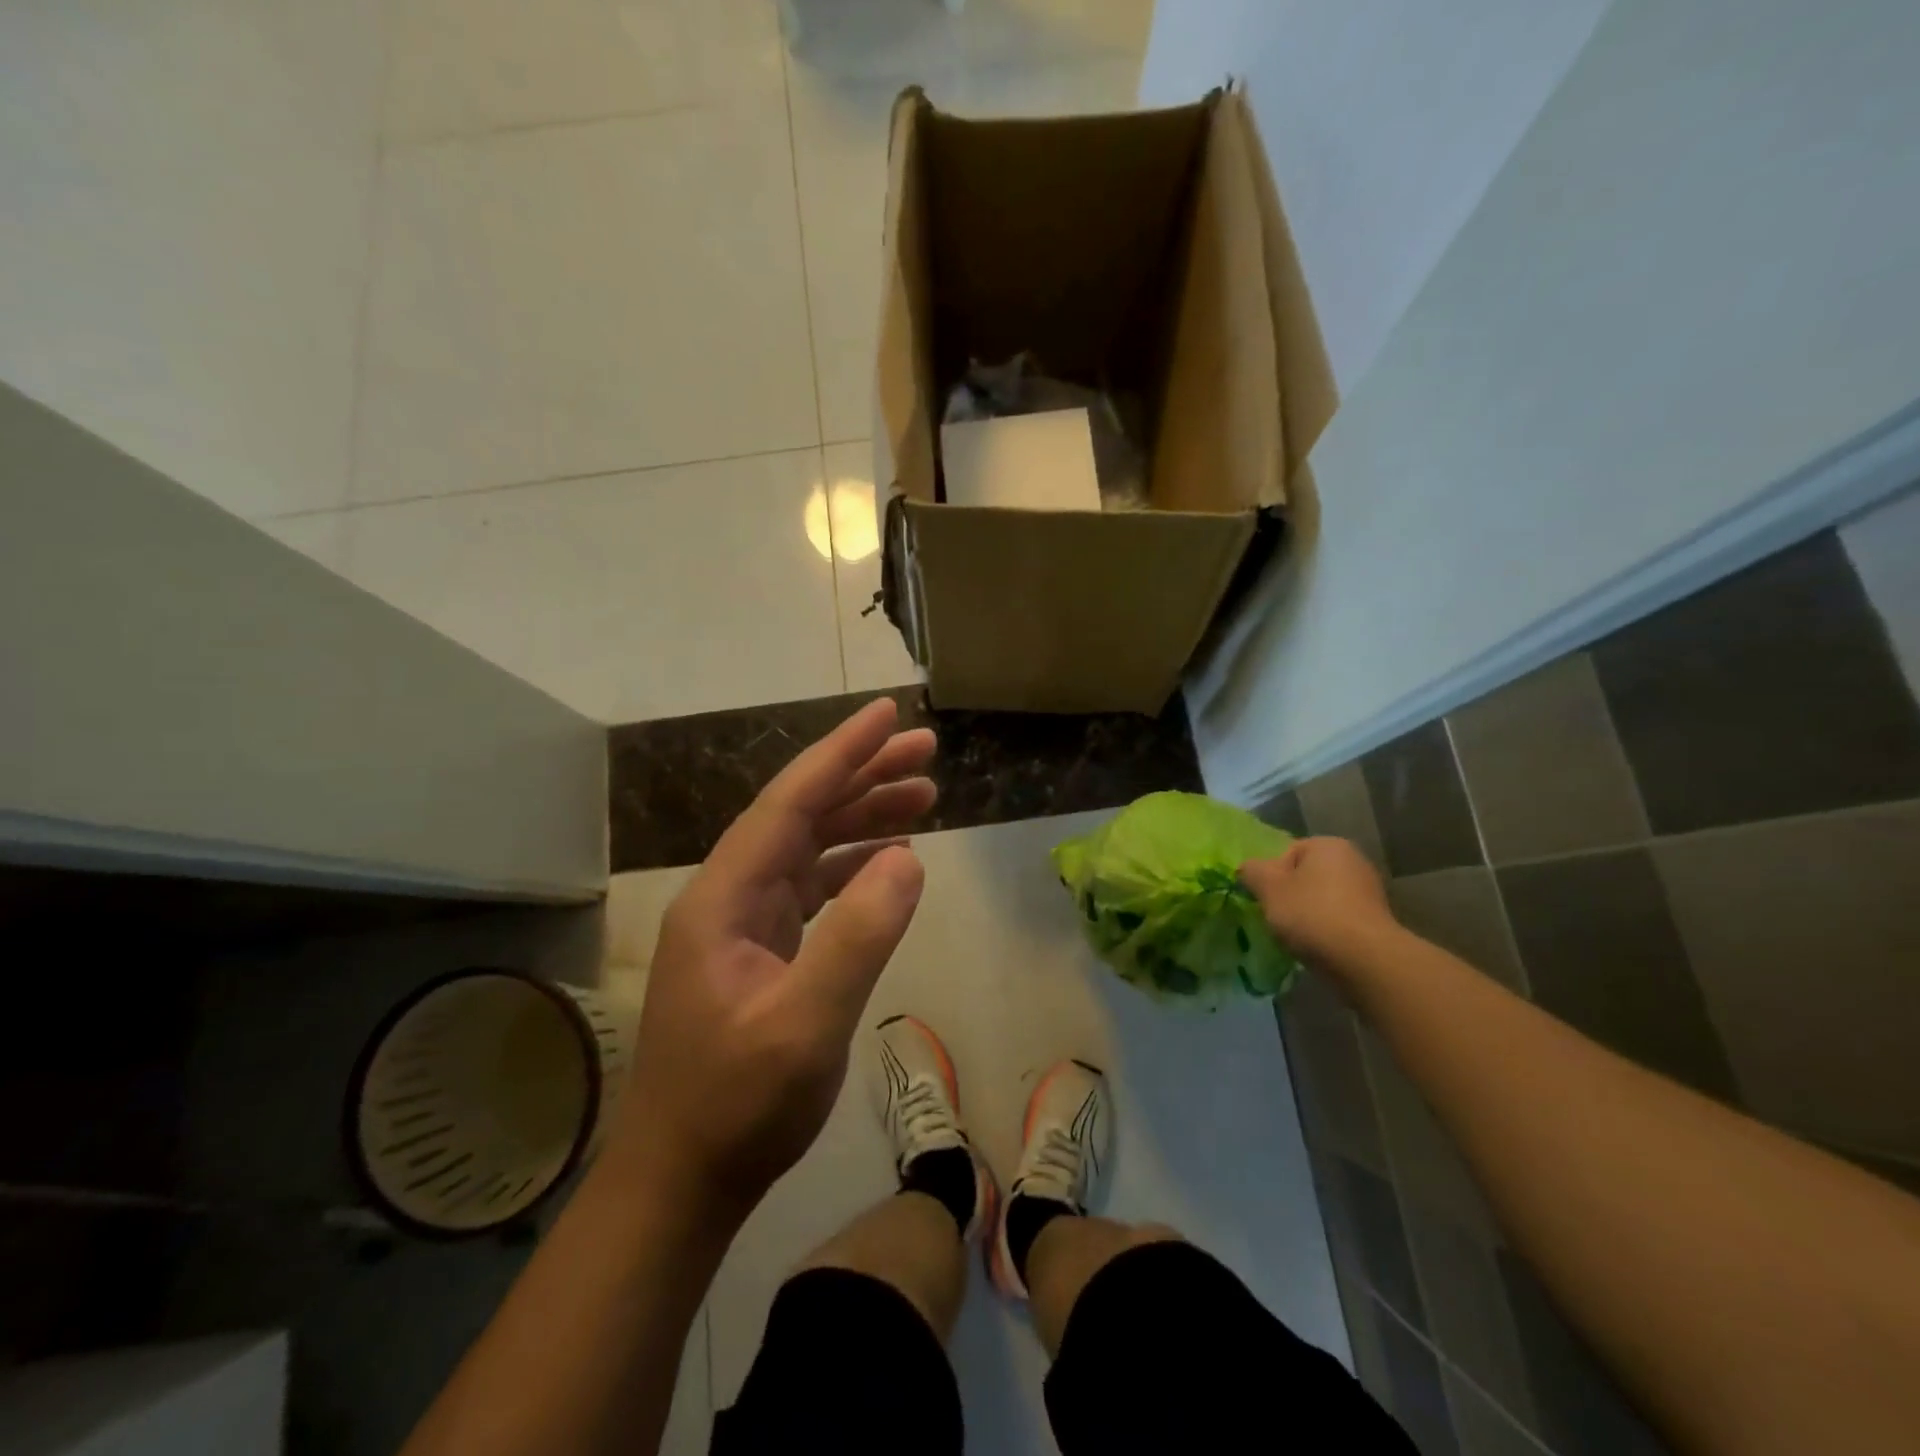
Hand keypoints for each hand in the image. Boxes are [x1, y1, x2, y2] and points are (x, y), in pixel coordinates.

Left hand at [610, 698, 935, 1218]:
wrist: (683, 1178)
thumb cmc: (738, 1107)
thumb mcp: (805, 1027)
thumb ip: (857, 939)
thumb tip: (907, 859)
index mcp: (725, 898)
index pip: (789, 803)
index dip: (841, 754)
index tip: (888, 715)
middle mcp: (729, 895)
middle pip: (801, 813)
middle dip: (862, 775)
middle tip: (926, 750)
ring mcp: (743, 922)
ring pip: (809, 845)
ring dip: (863, 816)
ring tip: (924, 794)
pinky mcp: (761, 948)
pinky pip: (812, 885)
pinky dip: (853, 864)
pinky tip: (890, 859)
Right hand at [1241, 837, 1396, 967]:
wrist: (1365, 961)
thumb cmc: (1312, 914)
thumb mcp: (1268, 888)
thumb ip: (1252, 871)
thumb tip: (1248, 868)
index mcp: (1328, 844)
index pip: (1286, 853)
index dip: (1270, 876)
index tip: (1265, 899)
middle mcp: (1354, 861)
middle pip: (1305, 876)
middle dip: (1289, 896)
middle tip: (1276, 918)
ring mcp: (1370, 892)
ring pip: (1321, 900)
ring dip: (1307, 915)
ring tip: (1296, 937)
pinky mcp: (1377, 922)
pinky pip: (1339, 920)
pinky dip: (1326, 931)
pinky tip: (1318, 947)